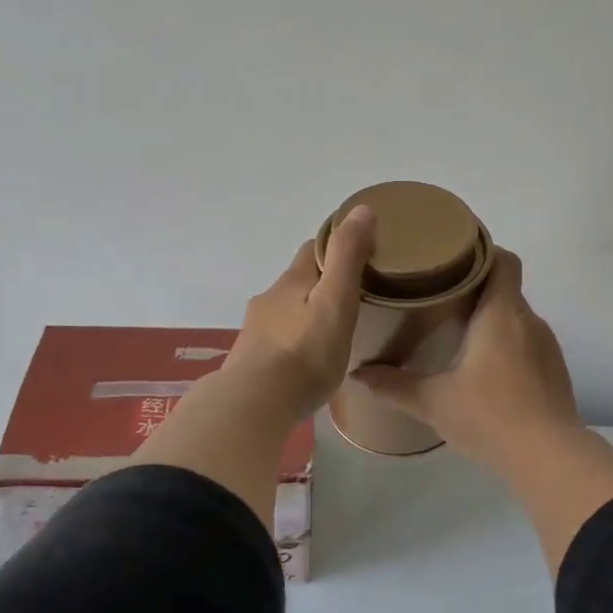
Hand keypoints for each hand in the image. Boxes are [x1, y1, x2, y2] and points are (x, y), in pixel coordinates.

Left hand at [222, 205, 376, 422]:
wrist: (255, 403)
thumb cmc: (305, 352)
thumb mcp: (336, 301)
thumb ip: (347, 257)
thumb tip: (361, 209)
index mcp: (291, 281)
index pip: (312, 249)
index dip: (335, 246)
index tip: (360, 255)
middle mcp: (268, 299)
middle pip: (298, 282)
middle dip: (321, 284)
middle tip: (353, 299)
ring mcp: (255, 330)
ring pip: (286, 312)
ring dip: (306, 315)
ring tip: (332, 333)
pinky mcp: (250, 359)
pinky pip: (278, 341)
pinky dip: (294, 341)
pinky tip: (306, 361)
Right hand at [353, 249, 583, 472]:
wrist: (548, 457)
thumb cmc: (489, 416)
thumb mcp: (433, 402)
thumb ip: (393, 385)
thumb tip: (358, 373)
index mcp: (501, 313)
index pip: (503, 260)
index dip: (482, 252)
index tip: (452, 259)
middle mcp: (529, 321)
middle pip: (506, 289)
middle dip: (476, 290)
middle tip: (440, 300)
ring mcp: (547, 347)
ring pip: (517, 319)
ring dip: (492, 321)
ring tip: (459, 335)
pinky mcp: (555, 372)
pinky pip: (529, 344)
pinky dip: (507, 347)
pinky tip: (486, 371)